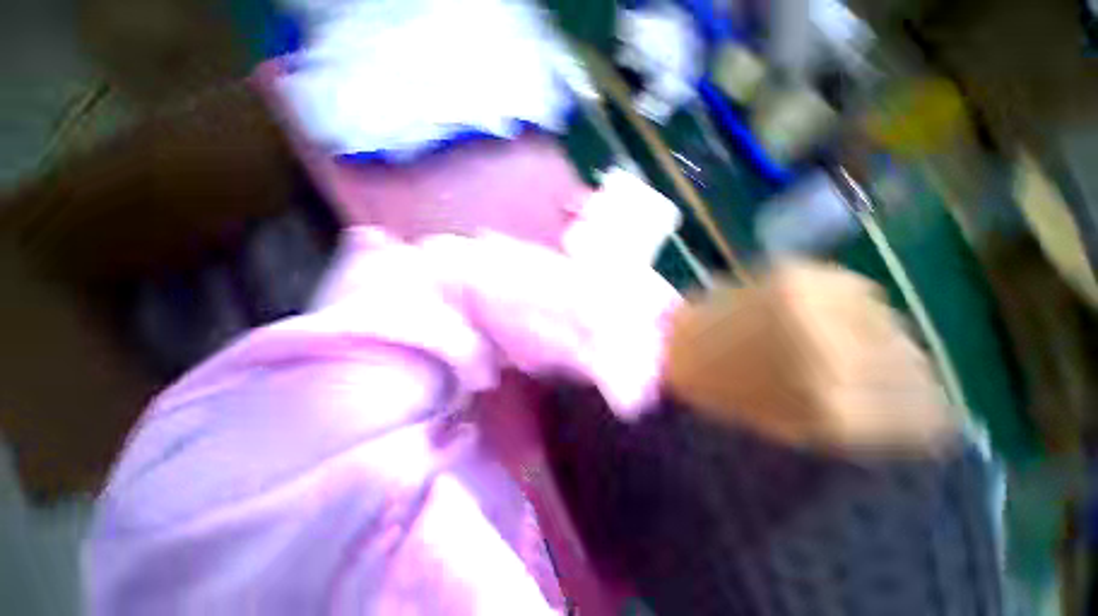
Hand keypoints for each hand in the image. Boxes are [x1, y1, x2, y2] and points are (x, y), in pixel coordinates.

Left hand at [664, 260, 956, 453]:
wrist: (673, 346)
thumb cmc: (724, 393)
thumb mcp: (796, 428)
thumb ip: (866, 422)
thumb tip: (933, 414)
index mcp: (830, 408)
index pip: (921, 411)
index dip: (932, 409)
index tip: (934, 408)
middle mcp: (833, 354)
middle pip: (911, 359)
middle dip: (907, 368)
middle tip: (881, 369)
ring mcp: (815, 309)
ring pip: (889, 319)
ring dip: (880, 333)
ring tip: (844, 339)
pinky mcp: (795, 275)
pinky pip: (856, 287)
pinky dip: (855, 302)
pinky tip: (827, 312)